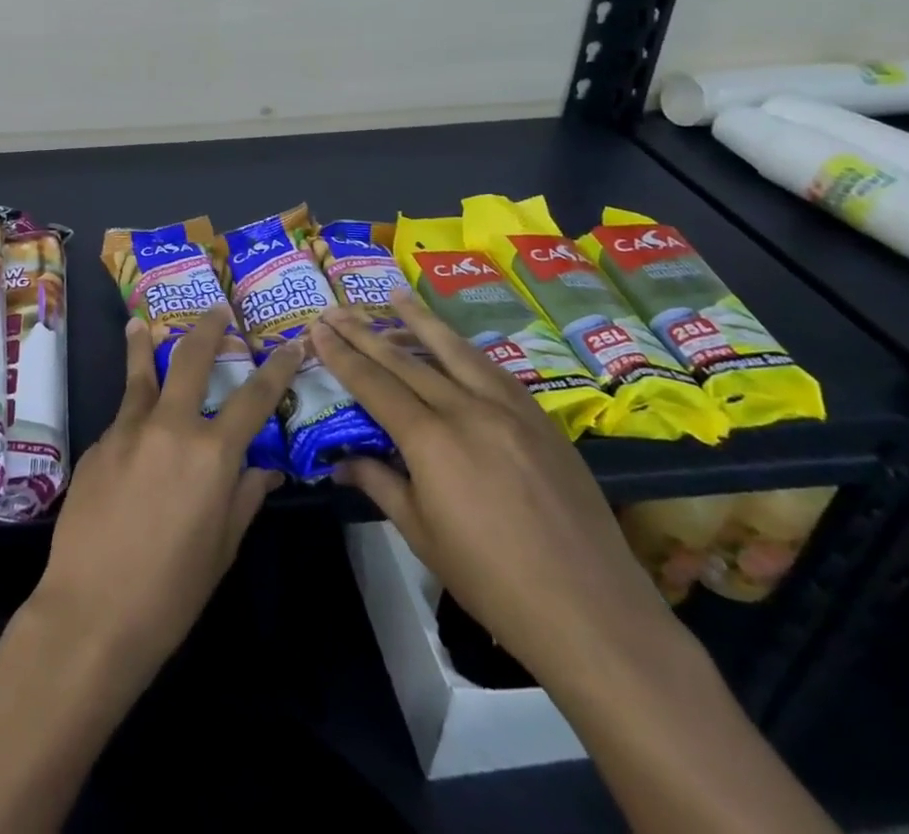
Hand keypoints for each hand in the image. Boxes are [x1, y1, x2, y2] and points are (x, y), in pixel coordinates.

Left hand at [30, 305, 298, 675]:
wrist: (91, 612)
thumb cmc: (171, 592)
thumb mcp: (222, 547)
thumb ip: (245, 496)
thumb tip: (265, 466)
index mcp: (211, 453)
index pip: (254, 397)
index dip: (277, 368)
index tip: (292, 345)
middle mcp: (170, 426)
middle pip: (191, 359)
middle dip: (209, 329)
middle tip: (217, 309)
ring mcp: (127, 430)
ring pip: (141, 373)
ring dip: (143, 344)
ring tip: (140, 324)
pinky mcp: (97, 444)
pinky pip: (123, 418)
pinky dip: (133, 412)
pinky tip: (132, 427)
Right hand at [311, 292, 673, 679]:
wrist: (592, 613)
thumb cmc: (493, 582)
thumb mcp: (422, 534)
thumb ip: (379, 483)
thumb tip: (340, 461)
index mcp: (431, 440)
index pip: (373, 383)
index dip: (341, 354)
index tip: (316, 327)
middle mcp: (468, 410)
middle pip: (406, 358)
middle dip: (365, 331)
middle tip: (336, 307)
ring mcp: (510, 410)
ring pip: (455, 350)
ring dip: (420, 320)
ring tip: (395, 294)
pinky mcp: (542, 420)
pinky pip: (493, 370)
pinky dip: (464, 350)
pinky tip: (454, 343)